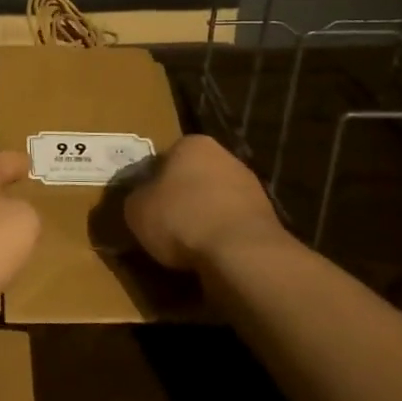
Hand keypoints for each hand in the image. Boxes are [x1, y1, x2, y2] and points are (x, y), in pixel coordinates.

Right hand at [124, 135, 289, 272]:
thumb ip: (135, 199)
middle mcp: (225, 157)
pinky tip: (209, 256)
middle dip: (180, 199)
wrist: (240, 252)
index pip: (164, 158)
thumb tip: (141, 201)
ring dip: (202, 219)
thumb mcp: (136, 209)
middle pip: (193, 178)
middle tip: (163, 225)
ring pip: (214, 202)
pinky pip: (231, 226)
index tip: (144, 205)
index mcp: (193, 144)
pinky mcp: (266, 218)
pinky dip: (220, 238)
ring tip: (185, 248)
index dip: (151, 183)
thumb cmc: (181, 218)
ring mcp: (250, 187)